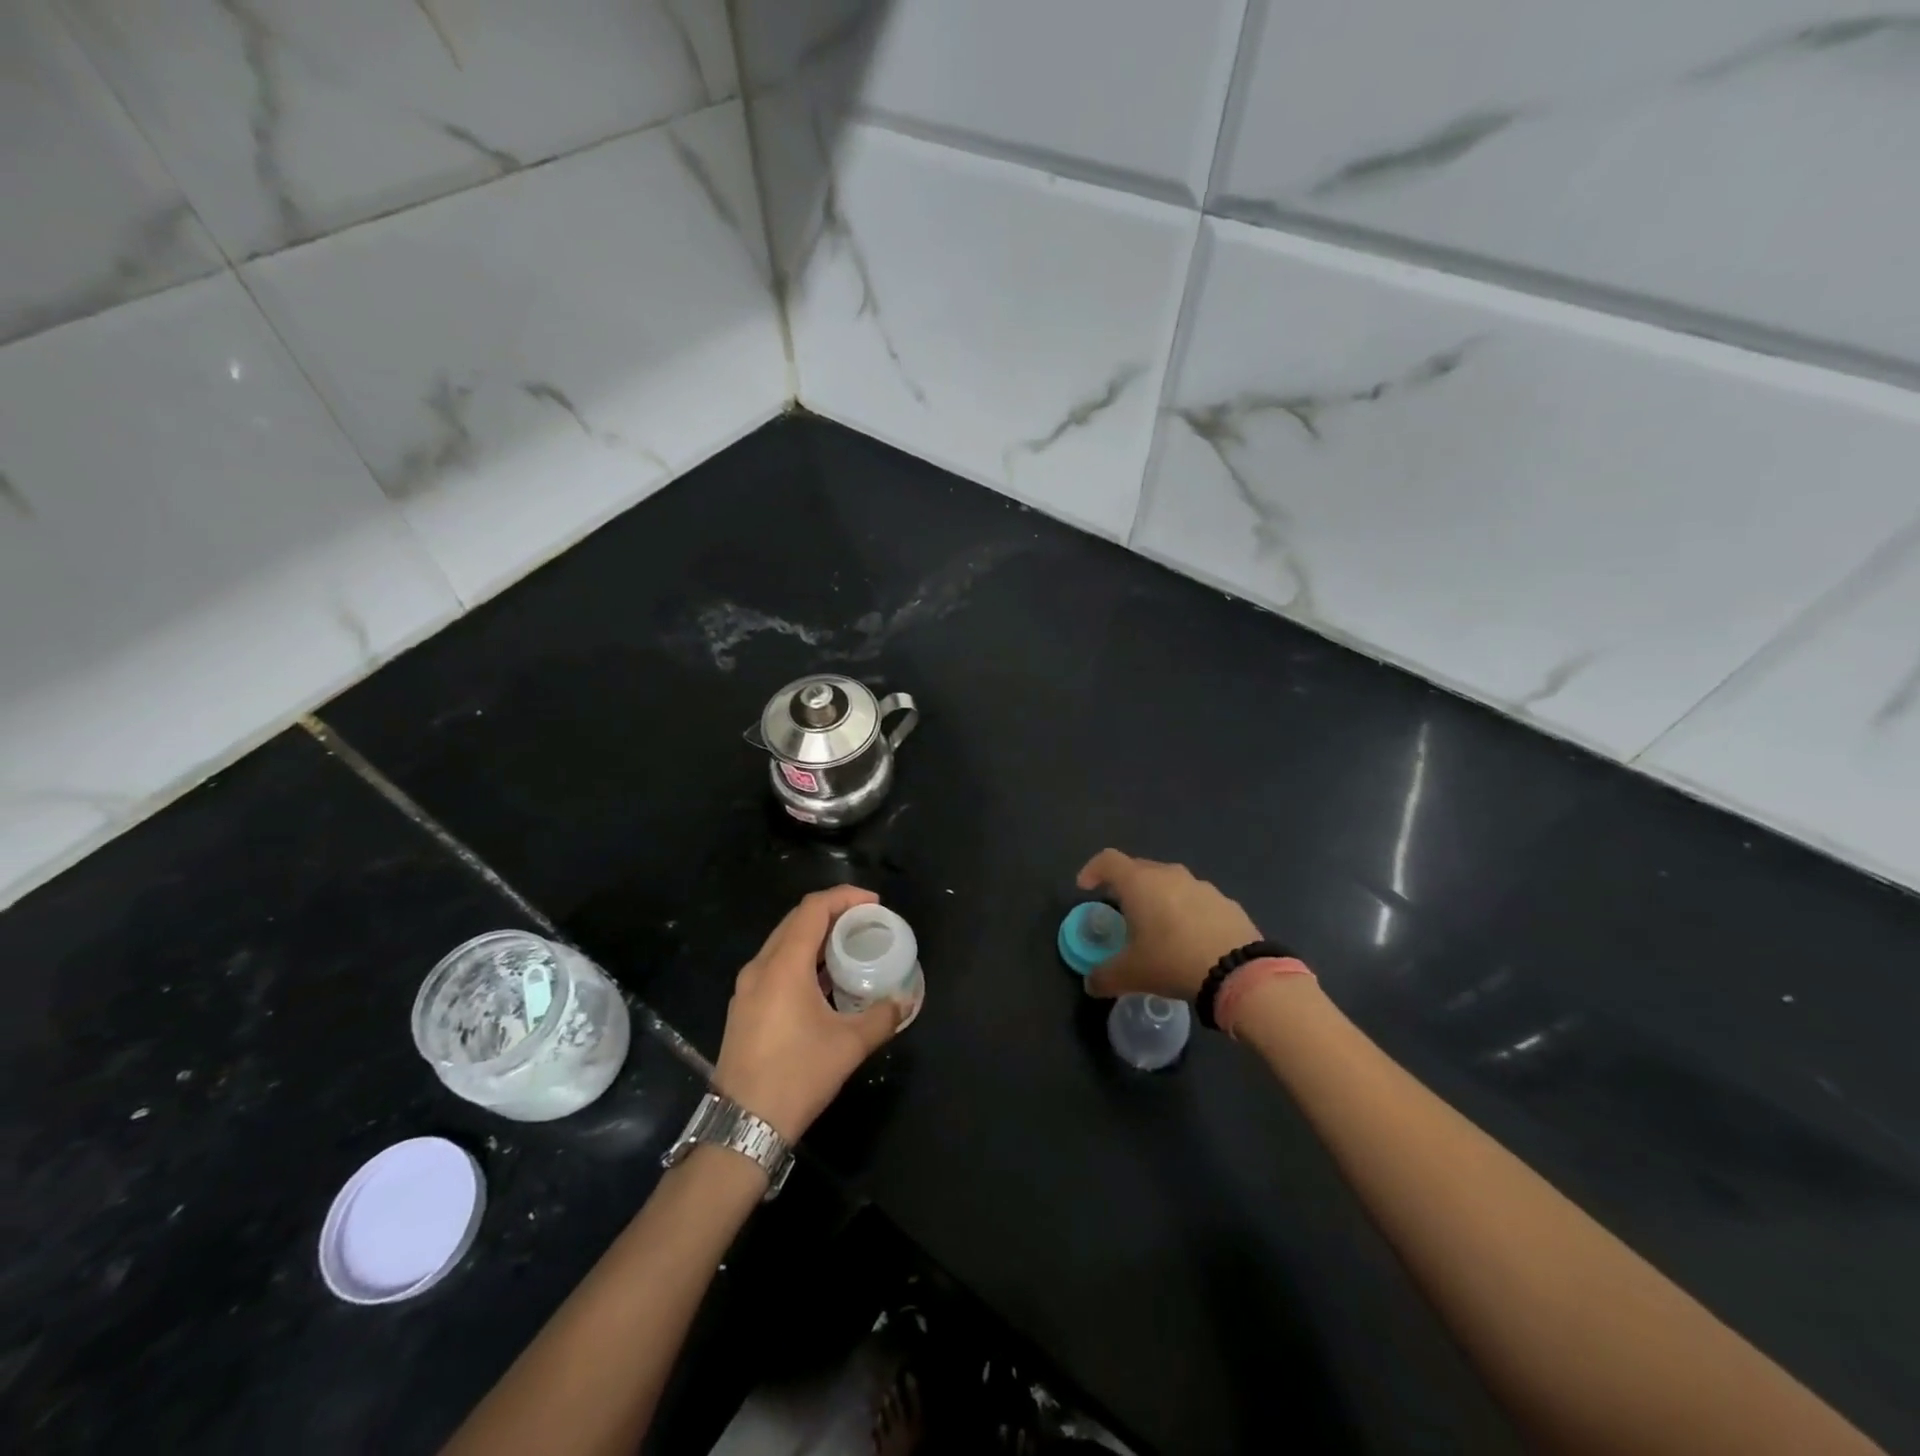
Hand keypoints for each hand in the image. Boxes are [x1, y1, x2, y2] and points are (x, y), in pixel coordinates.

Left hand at [714, 886, 901, 1140]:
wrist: (742, 1125)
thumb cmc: (797, 1076)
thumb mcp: (849, 1045)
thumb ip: (883, 1016)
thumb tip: (905, 1001)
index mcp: (783, 965)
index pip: (813, 909)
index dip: (844, 897)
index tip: (874, 904)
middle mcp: (760, 967)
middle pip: (796, 920)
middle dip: (832, 913)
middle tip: (865, 921)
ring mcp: (747, 988)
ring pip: (782, 942)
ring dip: (815, 936)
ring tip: (848, 947)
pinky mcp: (744, 1007)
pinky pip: (775, 965)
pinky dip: (801, 958)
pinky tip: (823, 980)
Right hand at [1076, 850, 1261, 1000]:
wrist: (1239, 972)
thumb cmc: (1173, 961)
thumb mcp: (1130, 975)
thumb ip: (1103, 976)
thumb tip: (1090, 983)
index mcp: (1140, 883)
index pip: (1107, 860)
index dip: (1092, 870)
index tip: (1086, 888)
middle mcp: (1169, 874)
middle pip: (1139, 869)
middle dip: (1125, 886)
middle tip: (1121, 912)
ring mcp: (1201, 886)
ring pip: (1169, 883)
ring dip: (1158, 898)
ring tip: (1157, 927)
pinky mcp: (1226, 902)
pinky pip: (1195, 899)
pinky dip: (1185, 911)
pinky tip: (1189, 939)